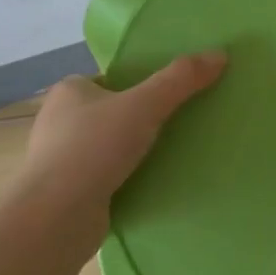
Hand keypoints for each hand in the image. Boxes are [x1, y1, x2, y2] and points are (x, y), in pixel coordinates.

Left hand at [12, 53, 226, 249]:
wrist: (55, 220)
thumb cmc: (93, 148)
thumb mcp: (145, 105)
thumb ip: (180, 79)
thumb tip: (220, 54)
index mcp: (69, 91)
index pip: (112, 80)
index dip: (141, 86)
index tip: (171, 97)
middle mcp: (59, 122)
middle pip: (112, 113)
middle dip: (140, 121)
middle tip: (179, 125)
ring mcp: (60, 160)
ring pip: (109, 148)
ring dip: (134, 153)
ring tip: (172, 156)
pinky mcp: (68, 194)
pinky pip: (105, 178)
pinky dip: (126, 180)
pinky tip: (152, 185)